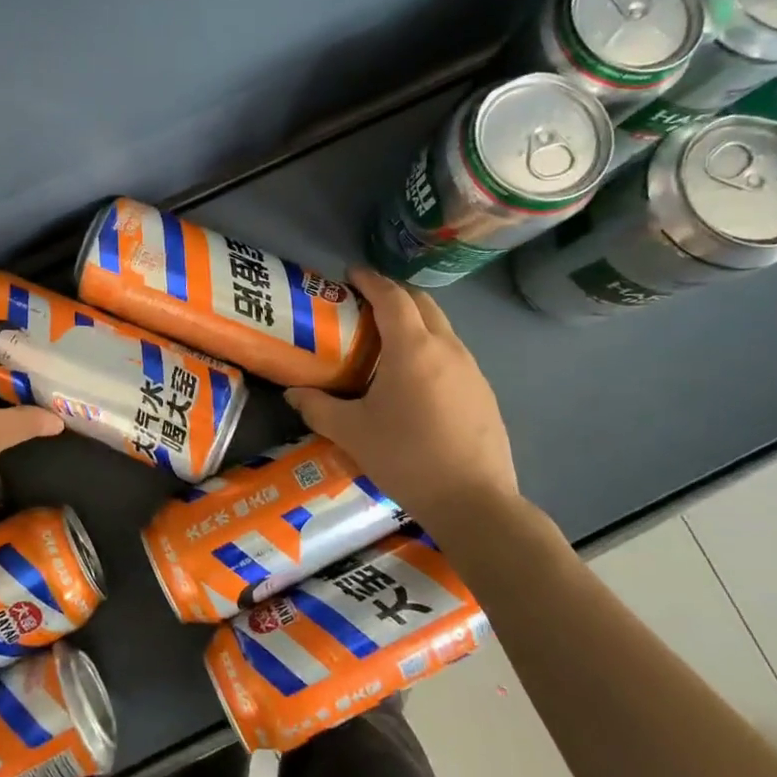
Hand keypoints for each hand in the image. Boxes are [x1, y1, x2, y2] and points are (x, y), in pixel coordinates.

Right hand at [285, 268, 519, 523]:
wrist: (475, 502)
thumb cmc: (407, 458)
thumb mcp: (352, 433)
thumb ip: (317, 407)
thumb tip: (292, 393)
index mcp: (413, 348)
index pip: (392, 297)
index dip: (370, 280)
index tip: (350, 274)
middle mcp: (447, 348)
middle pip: (422, 303)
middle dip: (393, 294)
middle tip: (364, 305)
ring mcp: (472, 369)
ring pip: (441, 328)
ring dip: (414, 321)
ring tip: (386, 342)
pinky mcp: (484, 392)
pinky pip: (453, 354)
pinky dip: (430, 348)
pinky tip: (414, 380)